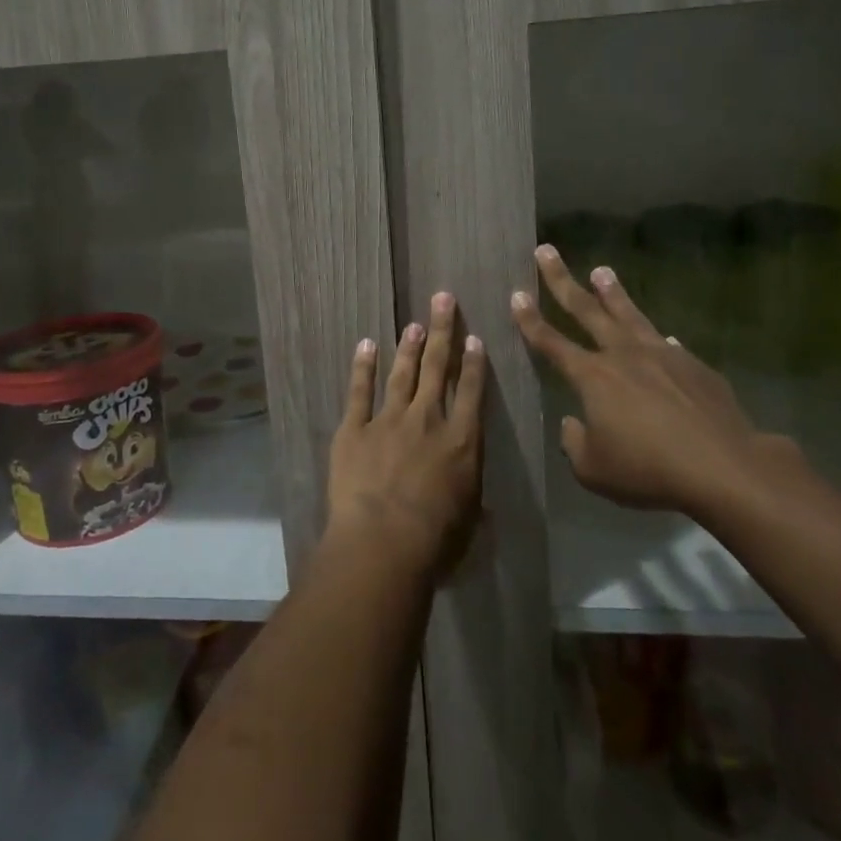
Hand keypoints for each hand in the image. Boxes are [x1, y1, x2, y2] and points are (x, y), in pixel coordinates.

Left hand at [327, 292, 485, 576]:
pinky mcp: (354, 428)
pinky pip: (359, 391)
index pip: (472, 392)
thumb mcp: (469, 522)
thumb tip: (485, 507)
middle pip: (437, 368)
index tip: (474, 338)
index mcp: (462, 441)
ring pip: (402, 374)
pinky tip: (365, 345)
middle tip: (443, 299)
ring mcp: (389, 420)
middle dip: (442, 332)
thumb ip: (474, 504)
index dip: (473, 363)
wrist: (383, 540)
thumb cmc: (435, 540)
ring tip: (414, 323)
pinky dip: (362, 367)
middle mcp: (428, 420)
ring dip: (409, 347)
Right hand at [510, 245, 799, 513]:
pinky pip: (668, 345)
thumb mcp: (593, 470)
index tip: (516, 294)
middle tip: (546, 251)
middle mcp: (623, 355)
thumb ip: (574, 442)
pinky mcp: (694, 366)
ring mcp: (662, 356)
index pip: (551, 342)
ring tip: (602, 271)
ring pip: (630, 315)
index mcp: (592, 377)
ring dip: (613, 292)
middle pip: (586, 310)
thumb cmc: (648, 470)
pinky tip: (662, 337)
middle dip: (562, 280)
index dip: (530, 320)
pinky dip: (657, 339)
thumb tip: (574, 422)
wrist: (723, 467)